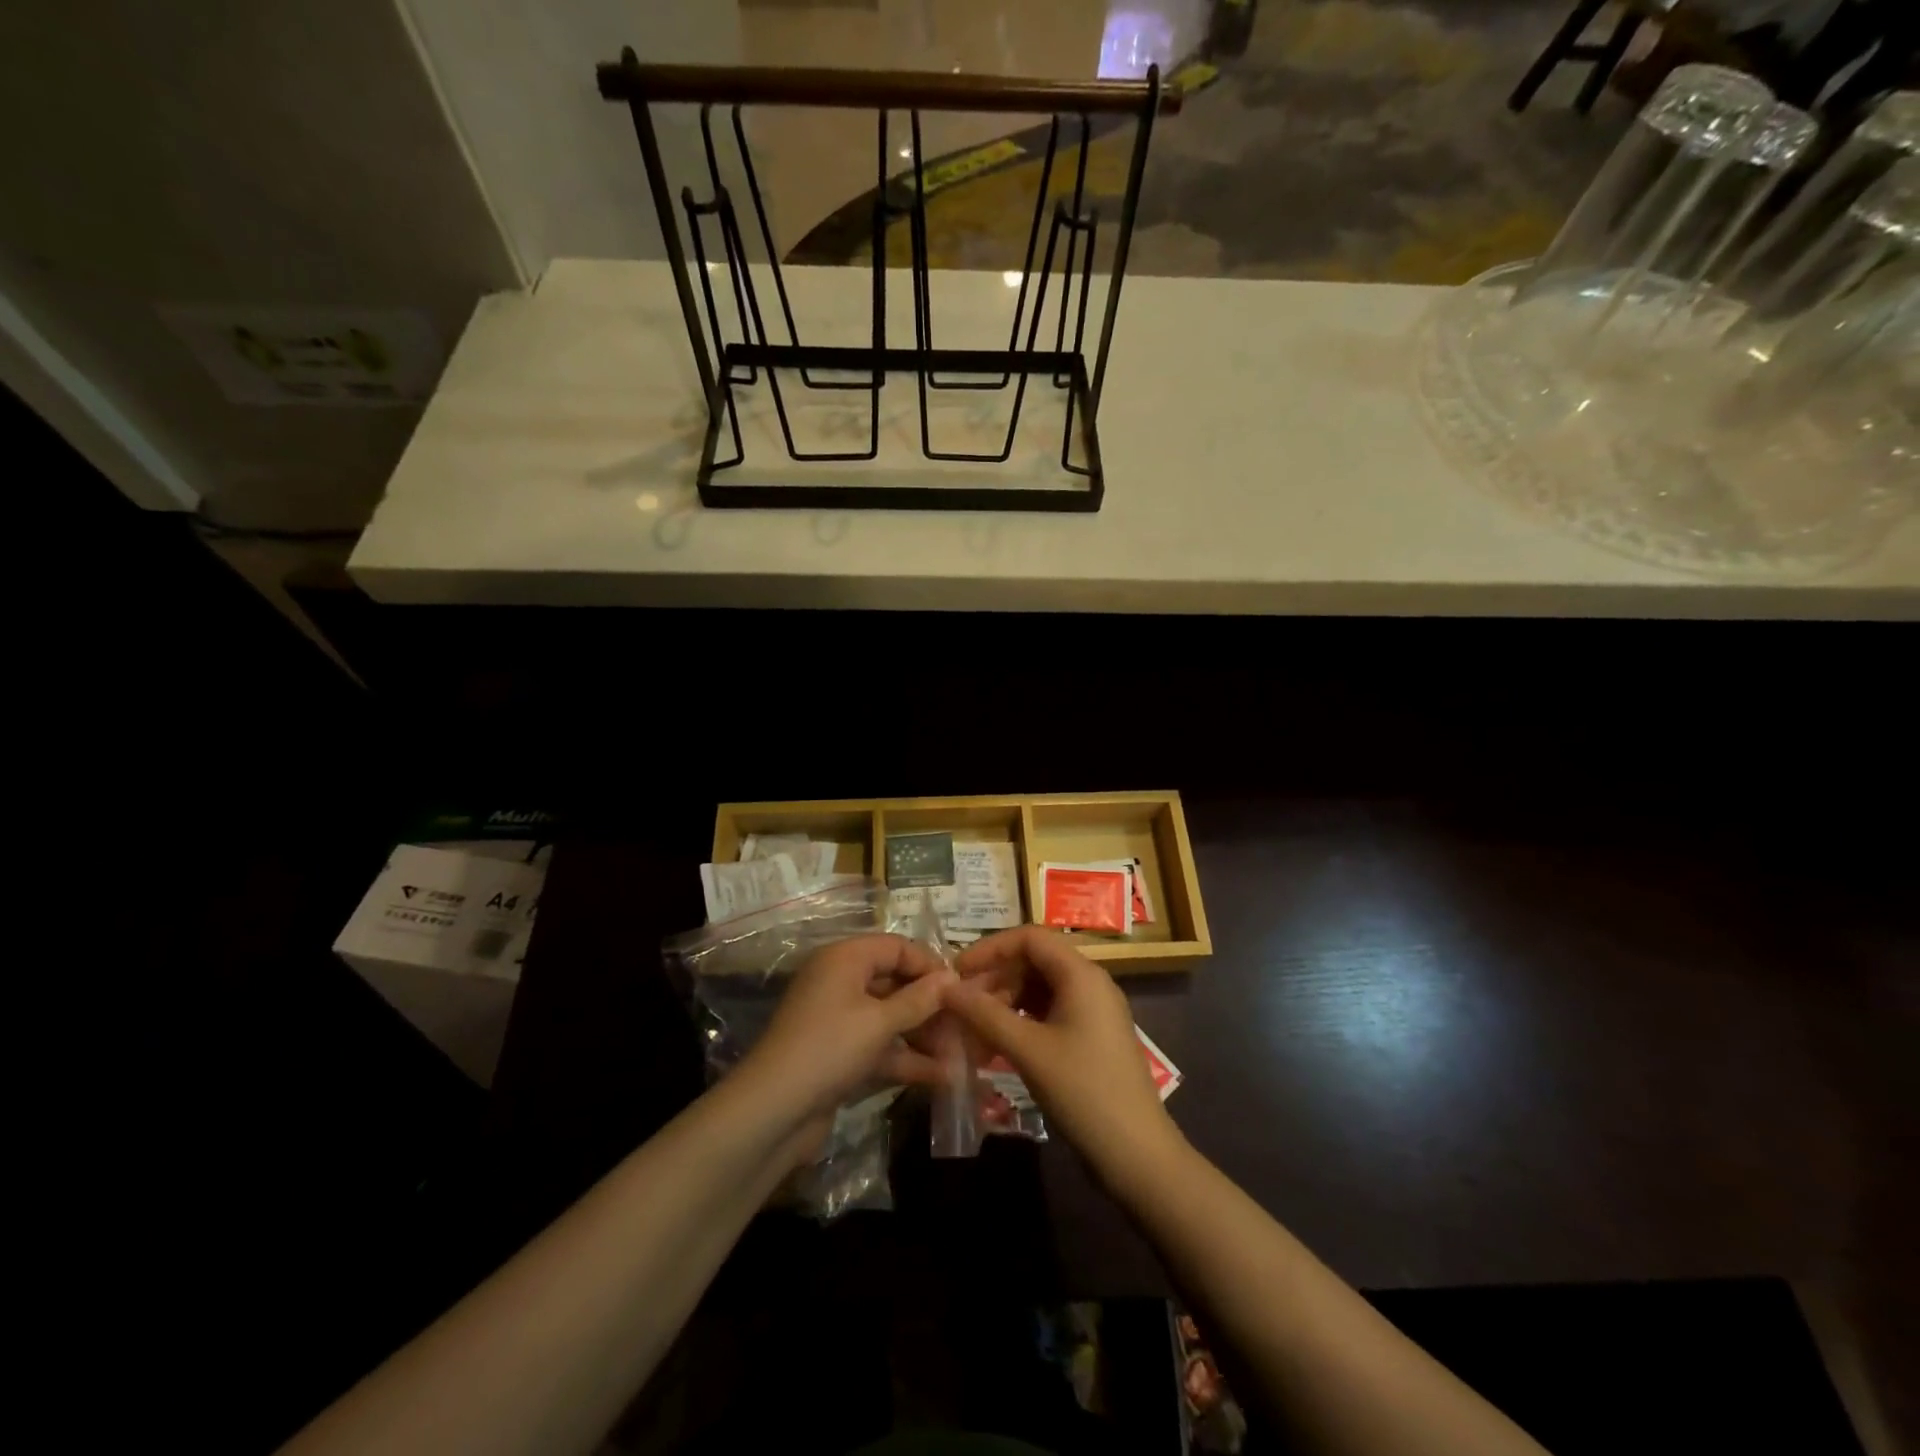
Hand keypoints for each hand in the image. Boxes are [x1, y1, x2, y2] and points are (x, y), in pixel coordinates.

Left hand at [734, 934, 954, 1156]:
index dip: (930, 964)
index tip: (962, 988)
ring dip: (924, 1034)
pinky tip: (942, 1076)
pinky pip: (880, 1045)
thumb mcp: (880, 1022)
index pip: (896, 947)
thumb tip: (953, 978)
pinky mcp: (840, 1054)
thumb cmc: (829, 1048)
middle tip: (967, 1024)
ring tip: (963, 1053)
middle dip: (931, 1004)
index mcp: (845, 959)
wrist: (772, 1112)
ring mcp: (839, 1019)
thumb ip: (920, 999)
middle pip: (895, 982)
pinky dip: (907, 1057)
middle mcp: (841, 981)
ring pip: (891, 1017)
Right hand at [944, 927, 1179, 1183]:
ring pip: (1040, 988)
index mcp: (1081, 973)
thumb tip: (945, 987)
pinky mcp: (1092, 1037)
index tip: (957, 971)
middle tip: (961, 1006)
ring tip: (974, 1030)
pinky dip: (1022, 1022)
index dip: (990, 948)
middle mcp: (1090, 982)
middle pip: (1034, 961)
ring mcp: (1094, 1010)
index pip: (1029, 937)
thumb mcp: (1028, 1050)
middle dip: (995, 978)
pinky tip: (998, 1045)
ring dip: (1005, 1002)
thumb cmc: (1083, 1091)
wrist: (1137, 1154)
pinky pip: (1050, 1013)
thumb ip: (985, 1014)